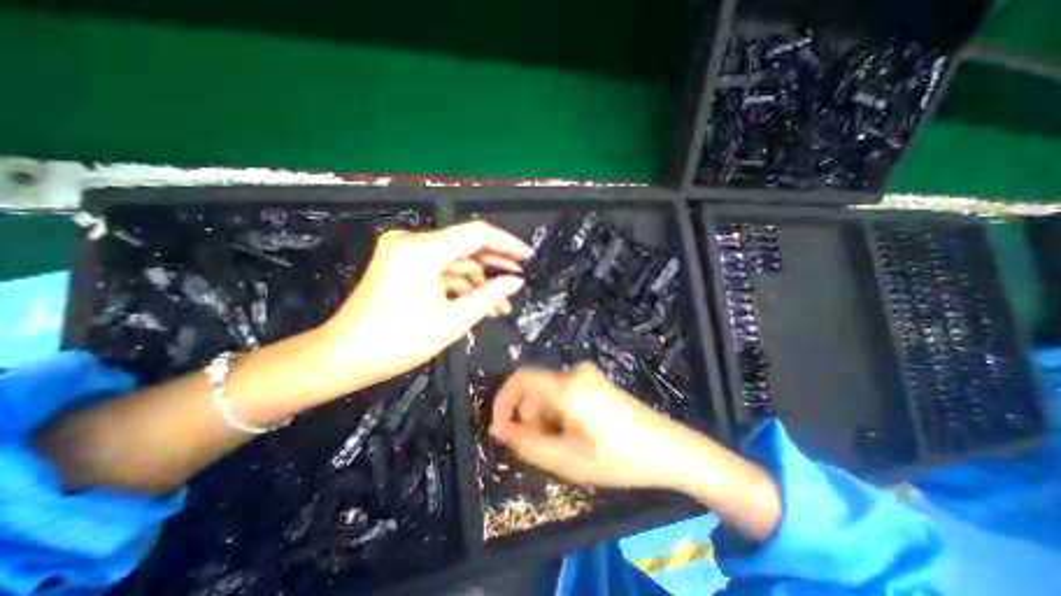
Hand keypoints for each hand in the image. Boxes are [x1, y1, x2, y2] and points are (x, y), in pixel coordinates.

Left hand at [320, 222, 530, 385]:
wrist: (345, 356)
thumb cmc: (400, 341)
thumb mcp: (453, 320)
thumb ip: (489, 295)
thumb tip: (516, 281)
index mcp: (423, 250)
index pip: (476, 234)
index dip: (506, 244)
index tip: (527, 256)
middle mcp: (412, 240)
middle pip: (465, 244)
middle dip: (494, 264)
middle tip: (517, 280)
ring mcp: (404, 250)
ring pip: (454, 259)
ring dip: (478, 279)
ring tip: (501, 303)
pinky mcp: (401, 261)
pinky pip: (439, 267)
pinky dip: (459, 282)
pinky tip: (478, 299)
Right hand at [486, 363, 688, 487]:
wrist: (669, 449)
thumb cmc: (619, 458)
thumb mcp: (567, 459)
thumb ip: (527, 444)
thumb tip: (498, 431)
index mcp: (566, 386)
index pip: (519, 380)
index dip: (502, 402)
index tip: (499, 431)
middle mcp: (574, 372)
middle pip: (535, 391)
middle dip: (530, 420)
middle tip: (545, 451)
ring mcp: (587, 375)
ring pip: (549, 395)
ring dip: (546, 421)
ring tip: (566, 448)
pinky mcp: (595, 382)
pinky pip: (564, 394)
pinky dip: (560, 415)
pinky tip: (577, 436)